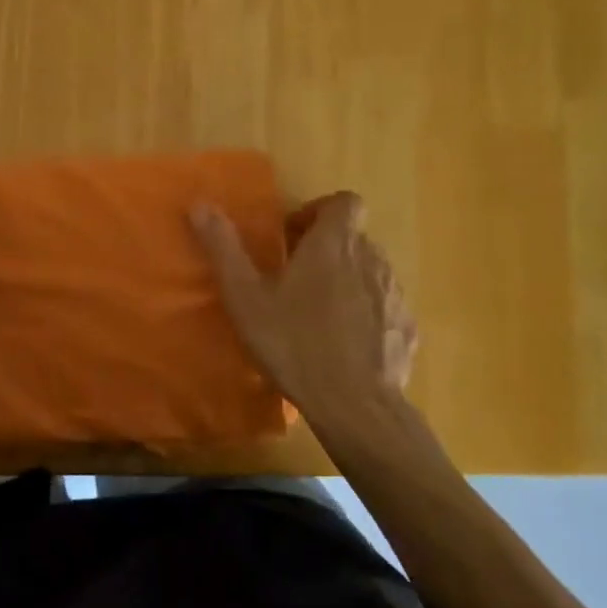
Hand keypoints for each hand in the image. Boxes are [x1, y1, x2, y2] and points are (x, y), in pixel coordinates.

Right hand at [192, 192, 432, 463]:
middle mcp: (371, 259)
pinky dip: (366, 314)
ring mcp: (394, 295)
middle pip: (353, 238)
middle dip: (326, 250)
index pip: (345, 202)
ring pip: (369, 272)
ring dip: (346, 281)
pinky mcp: (407, 328)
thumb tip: (199, 205)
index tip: (295, 237)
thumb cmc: (294, 343)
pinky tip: (344, 344)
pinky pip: (384, 308)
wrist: (355, 405)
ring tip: (318, 314)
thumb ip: (223, 248)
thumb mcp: (246, 297)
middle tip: (295, 279)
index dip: (320, 211)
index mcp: (333, 244)